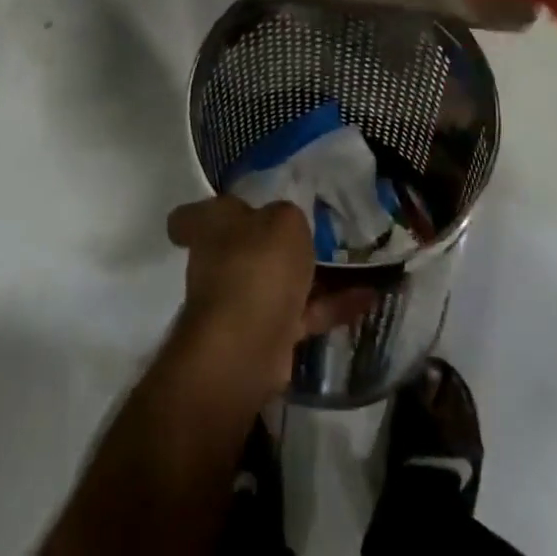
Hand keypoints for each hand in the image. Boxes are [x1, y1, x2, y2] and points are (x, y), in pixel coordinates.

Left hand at [166, 197, 369, 396]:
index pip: (190, 216)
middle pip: (242, 246)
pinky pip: (301, 313)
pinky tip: (366, 297)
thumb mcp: (284, 220)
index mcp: (211, 226)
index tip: (226, 211)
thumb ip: (288, 217)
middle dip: (270, 243)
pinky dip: (330, 306)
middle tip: (309, 230)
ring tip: (350, 262)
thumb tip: (284, 226)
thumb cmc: (257, 265)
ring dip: (308, 277)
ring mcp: (240, 302)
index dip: (201, 212)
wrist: (247, 346)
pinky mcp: (266, 336)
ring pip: (276, 281)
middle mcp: (218, 261)